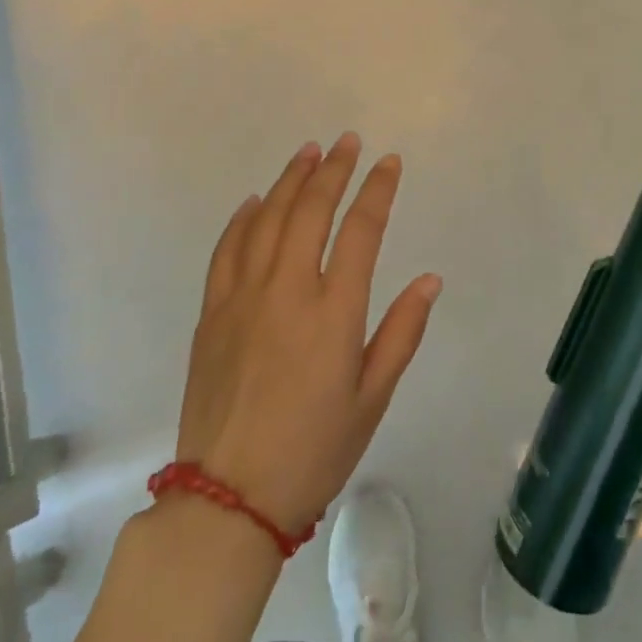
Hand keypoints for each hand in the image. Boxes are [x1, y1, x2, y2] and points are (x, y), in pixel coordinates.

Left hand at [175, 134, 441, 535]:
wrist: (228, 499)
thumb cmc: (313, 451)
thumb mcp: (372, 399)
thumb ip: (401, 333)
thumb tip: (430, 279)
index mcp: (334, 312)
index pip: (361, 230)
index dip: (377, 189)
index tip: (389, 162)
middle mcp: (288, 290)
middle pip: (311, 210)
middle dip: (333, 169)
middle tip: (347, 142)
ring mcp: (243, 297)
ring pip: (268, 219)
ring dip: (290, 180)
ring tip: (308, 152)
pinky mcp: (212, 312)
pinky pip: (227, 249)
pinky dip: (244, 218)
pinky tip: (256, 200)